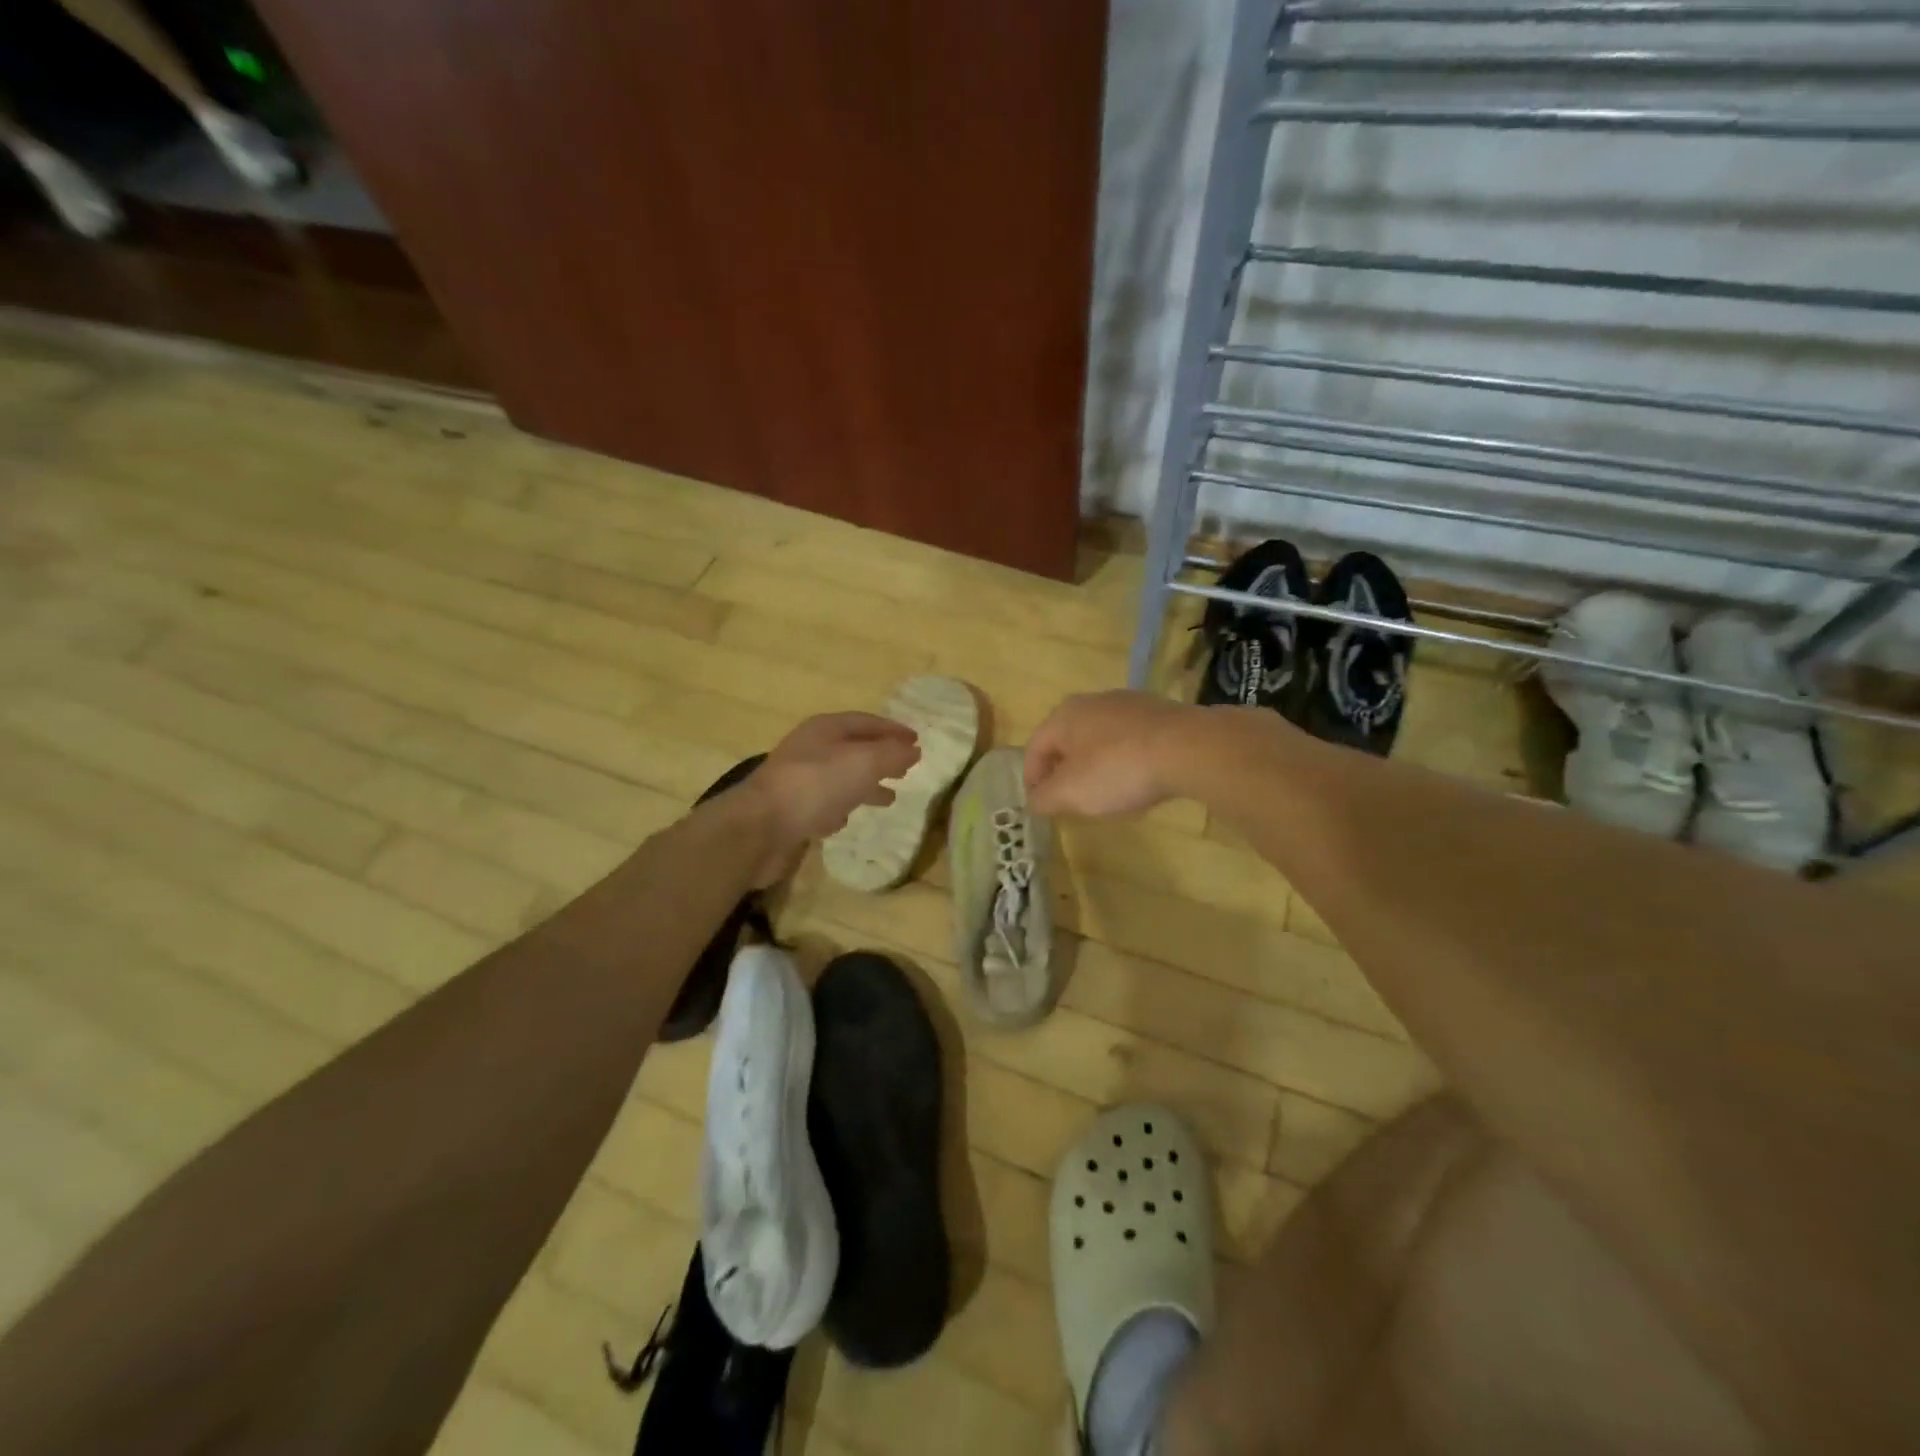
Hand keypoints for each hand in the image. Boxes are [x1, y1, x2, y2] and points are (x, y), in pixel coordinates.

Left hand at [739, 712, 919, 884]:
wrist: (760, 828)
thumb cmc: (816, 786)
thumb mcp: (864, 763)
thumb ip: (892, 754)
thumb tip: (914, 750)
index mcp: (824, 729)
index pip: (866, 722)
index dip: (892, 730)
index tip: (917, 741)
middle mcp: (810, 750)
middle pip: (853, 749)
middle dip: (881, 758)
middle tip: (906, 770)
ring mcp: (798, 781)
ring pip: (840, 778)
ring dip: (865, 785)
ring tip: (890, 798)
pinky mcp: (791, 811)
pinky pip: (822, 804)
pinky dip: (840, 808)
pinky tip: (848, 819)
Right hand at [1023, 691, 1201, 818]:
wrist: (1189, 748)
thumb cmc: (1117, 769)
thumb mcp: (1071, 792)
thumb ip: (1044, 798)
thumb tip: (1032, 801)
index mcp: (1064, 715)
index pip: (1034, 749)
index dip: (1032, 780)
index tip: (1040, 806)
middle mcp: (1092, 701)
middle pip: (1067, 741)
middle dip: (1064, 772)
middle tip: (1069, 801)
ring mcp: (1129, 704)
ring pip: (1099, 739)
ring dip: (1095, 766)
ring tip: (1104, 794)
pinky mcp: (1160, 713)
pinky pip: (1130, 740)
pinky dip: (1124, 760)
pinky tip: (1137, 781)